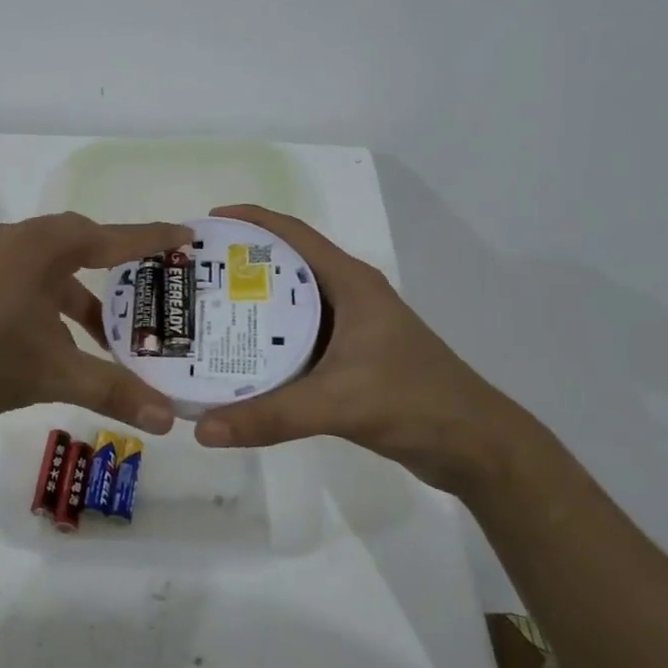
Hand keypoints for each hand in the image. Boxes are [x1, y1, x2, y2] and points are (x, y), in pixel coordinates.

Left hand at [0, 212, 193, 432]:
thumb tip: (170, 420)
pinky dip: (51, 303)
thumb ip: (113, 391)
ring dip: (81, 297)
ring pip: (51, 268)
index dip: (153, 238)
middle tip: (150, 288)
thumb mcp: (54, 372)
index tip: (186, 235)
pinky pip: (26, 280)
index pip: (113, 238)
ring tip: (108, 334)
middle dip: (116, 269)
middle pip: (81, 244)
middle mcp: (18, 240)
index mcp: (44, 247)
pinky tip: (56, 341)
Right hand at [193, 205, 539, 494]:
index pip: (293, 234)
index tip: (205, 225)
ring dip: (251, 305)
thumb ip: (270, 416)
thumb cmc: (413, 402)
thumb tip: (202, 429)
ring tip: (203, 313)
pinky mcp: (350, 358)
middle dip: (238, 265)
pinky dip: (266, 341)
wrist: (475, 446)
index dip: (250, 221)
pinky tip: (237, 357)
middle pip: (284, 267)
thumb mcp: (337, 404)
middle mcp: (348, 296)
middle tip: (192, 276)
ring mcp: (351, 328)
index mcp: (350, 283)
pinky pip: (297, 338)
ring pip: (290, 305)